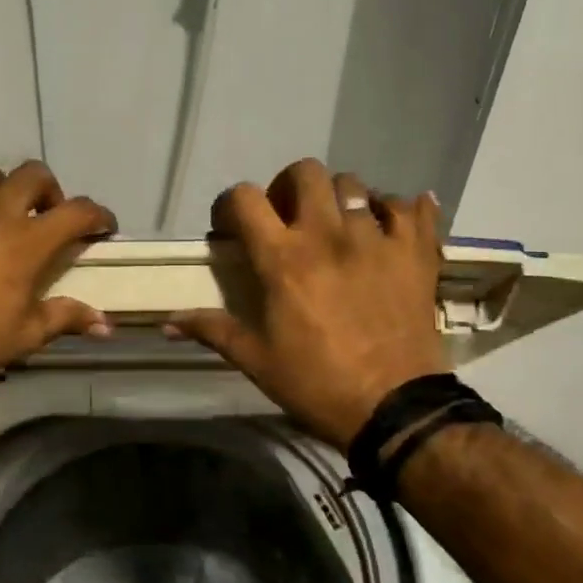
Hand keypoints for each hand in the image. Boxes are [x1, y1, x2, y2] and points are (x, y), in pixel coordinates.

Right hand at [167, 159, 449, 449]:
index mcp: (283, 259)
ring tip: (337, 226)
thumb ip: (212, 330)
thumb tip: (166, 324)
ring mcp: (377, 240)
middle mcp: (328, 235)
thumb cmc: (317, 384)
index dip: (230, 204)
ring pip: (355, 185)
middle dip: (289, 186)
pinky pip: (411, 208)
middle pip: (306, 172)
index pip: (244, 198)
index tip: (232, 226)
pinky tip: (388, 226)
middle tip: (287, 217)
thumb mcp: (256, 360)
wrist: (396, 410)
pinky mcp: (415, 254)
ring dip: (339, 198)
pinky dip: (396, 210)